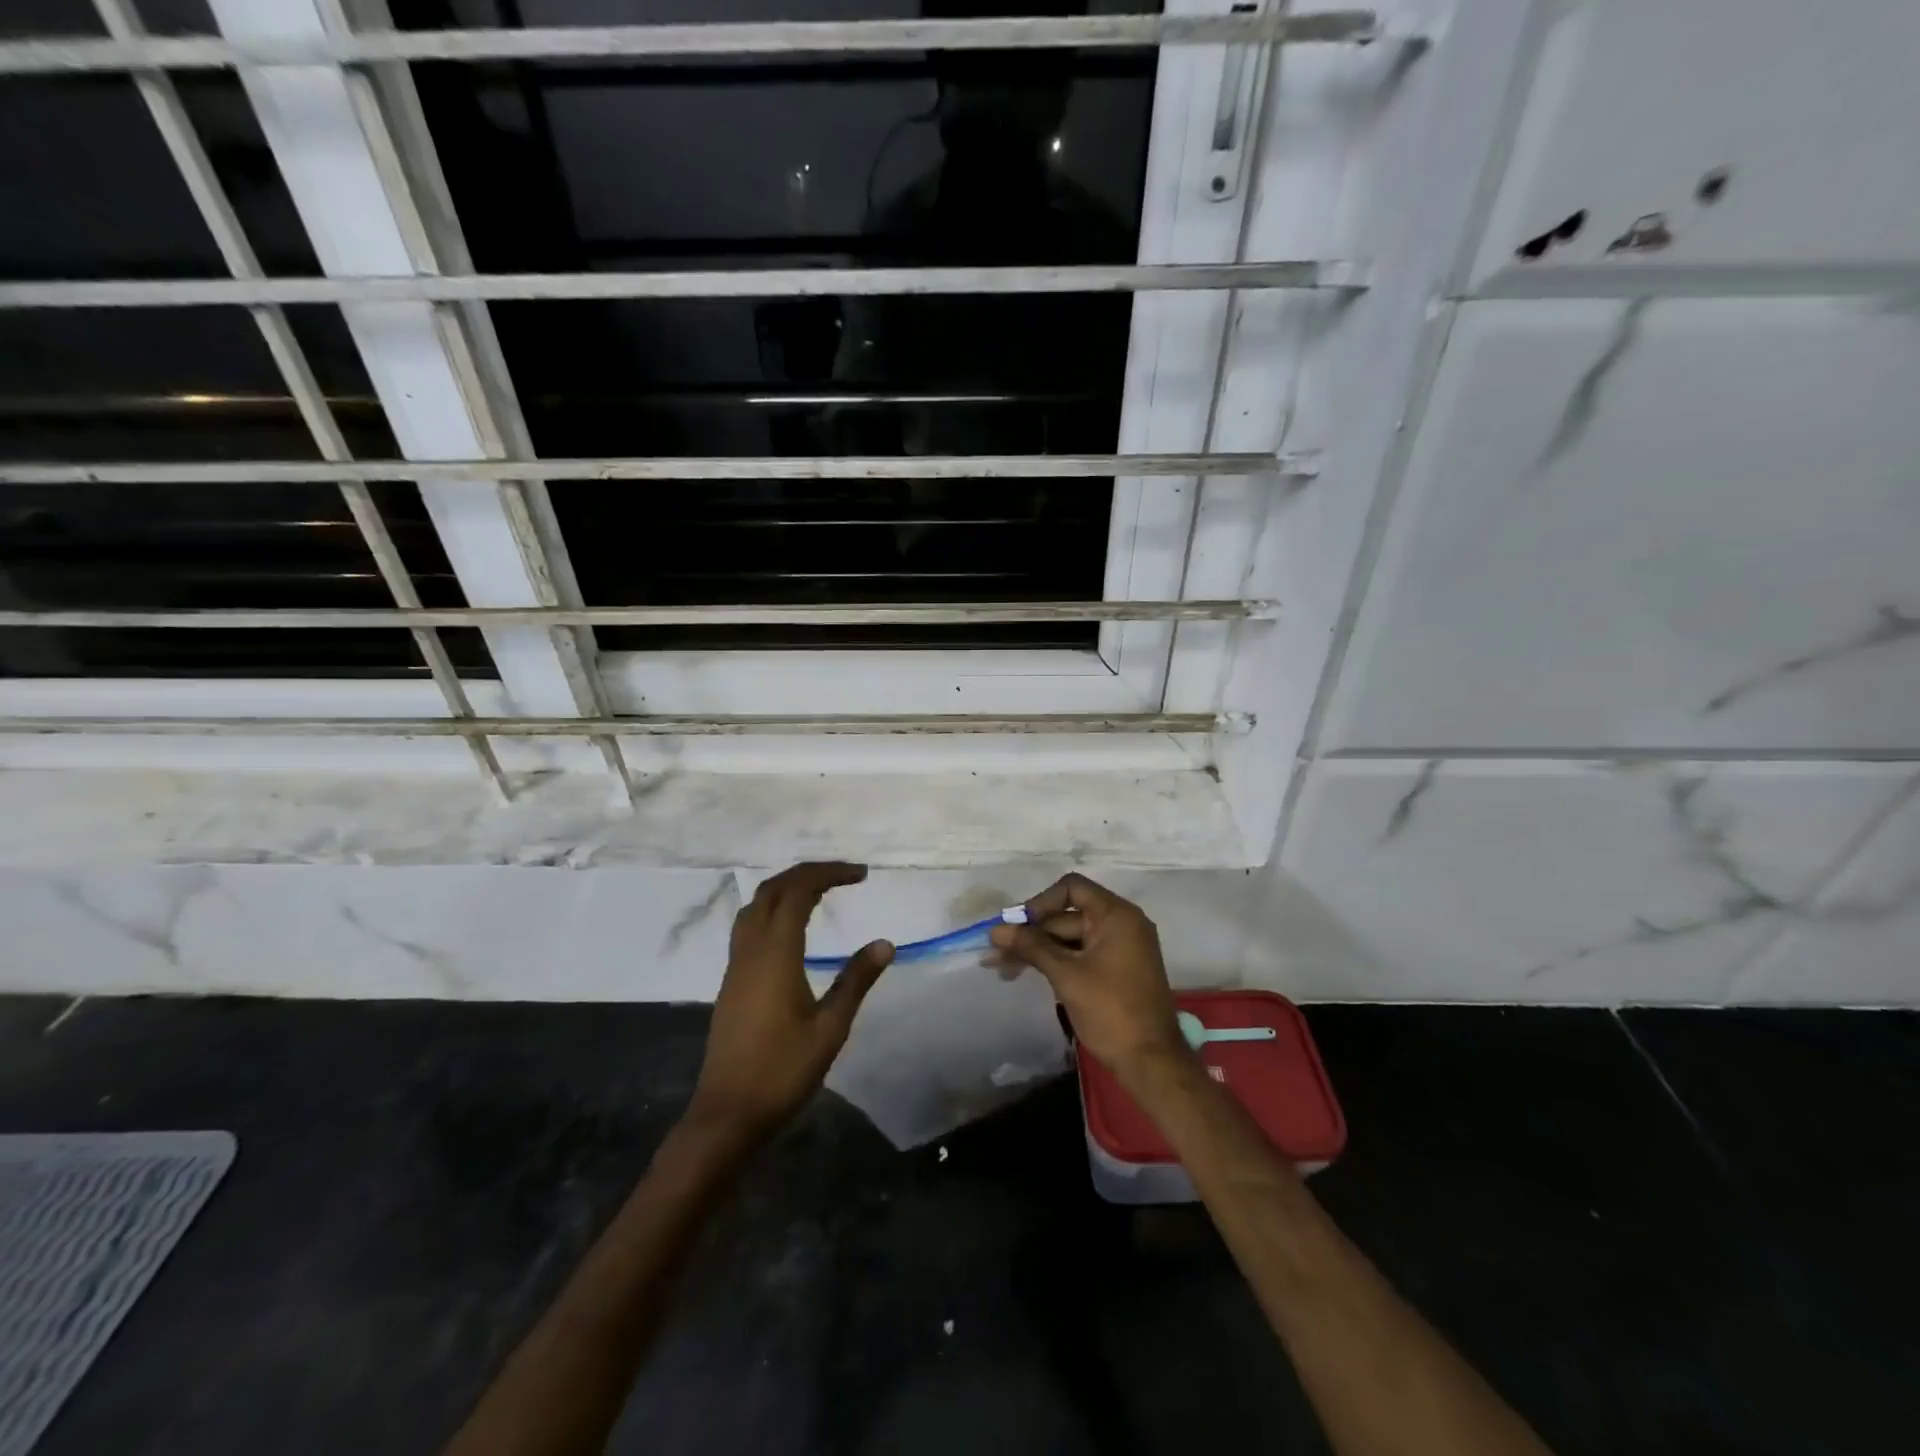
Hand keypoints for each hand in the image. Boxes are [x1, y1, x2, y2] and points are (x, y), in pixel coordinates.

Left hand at [686, 863, 892, 1144]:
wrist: (728, 1113)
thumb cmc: (782, 1071)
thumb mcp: (830, 1028)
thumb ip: (856, 980)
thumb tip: (885, 943)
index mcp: (775, 953)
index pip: (799, 891)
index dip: (829, 873)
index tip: (861, 875)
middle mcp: (751, 949)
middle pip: (773, 889)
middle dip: (808, 873)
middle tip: (844, 876)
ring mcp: (736, 965)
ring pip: (756, 906)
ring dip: (786, 888)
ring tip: (820, 893)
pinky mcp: (731, 982)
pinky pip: (749, 926)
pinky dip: (773, 910)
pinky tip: (792, 929)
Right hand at [988, 873, 1186, 1077]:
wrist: (1151, 1062)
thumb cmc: (1110, 1011)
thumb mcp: (1066, 975)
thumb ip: (1031, 947)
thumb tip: (996, 930)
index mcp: (1116, 915)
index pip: (1071, 888)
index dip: (1040, 902)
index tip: (1017, 926)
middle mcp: (1121, 924)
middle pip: (1067, 915)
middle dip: (1031, 932)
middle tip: (996, 951)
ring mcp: (1120, 948)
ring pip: (1070, 938)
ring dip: (1038, 950)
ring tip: (1002, 967)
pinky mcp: (1116, 970)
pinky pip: (1081, 954)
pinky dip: (1056, 962)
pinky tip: (1028, 974)